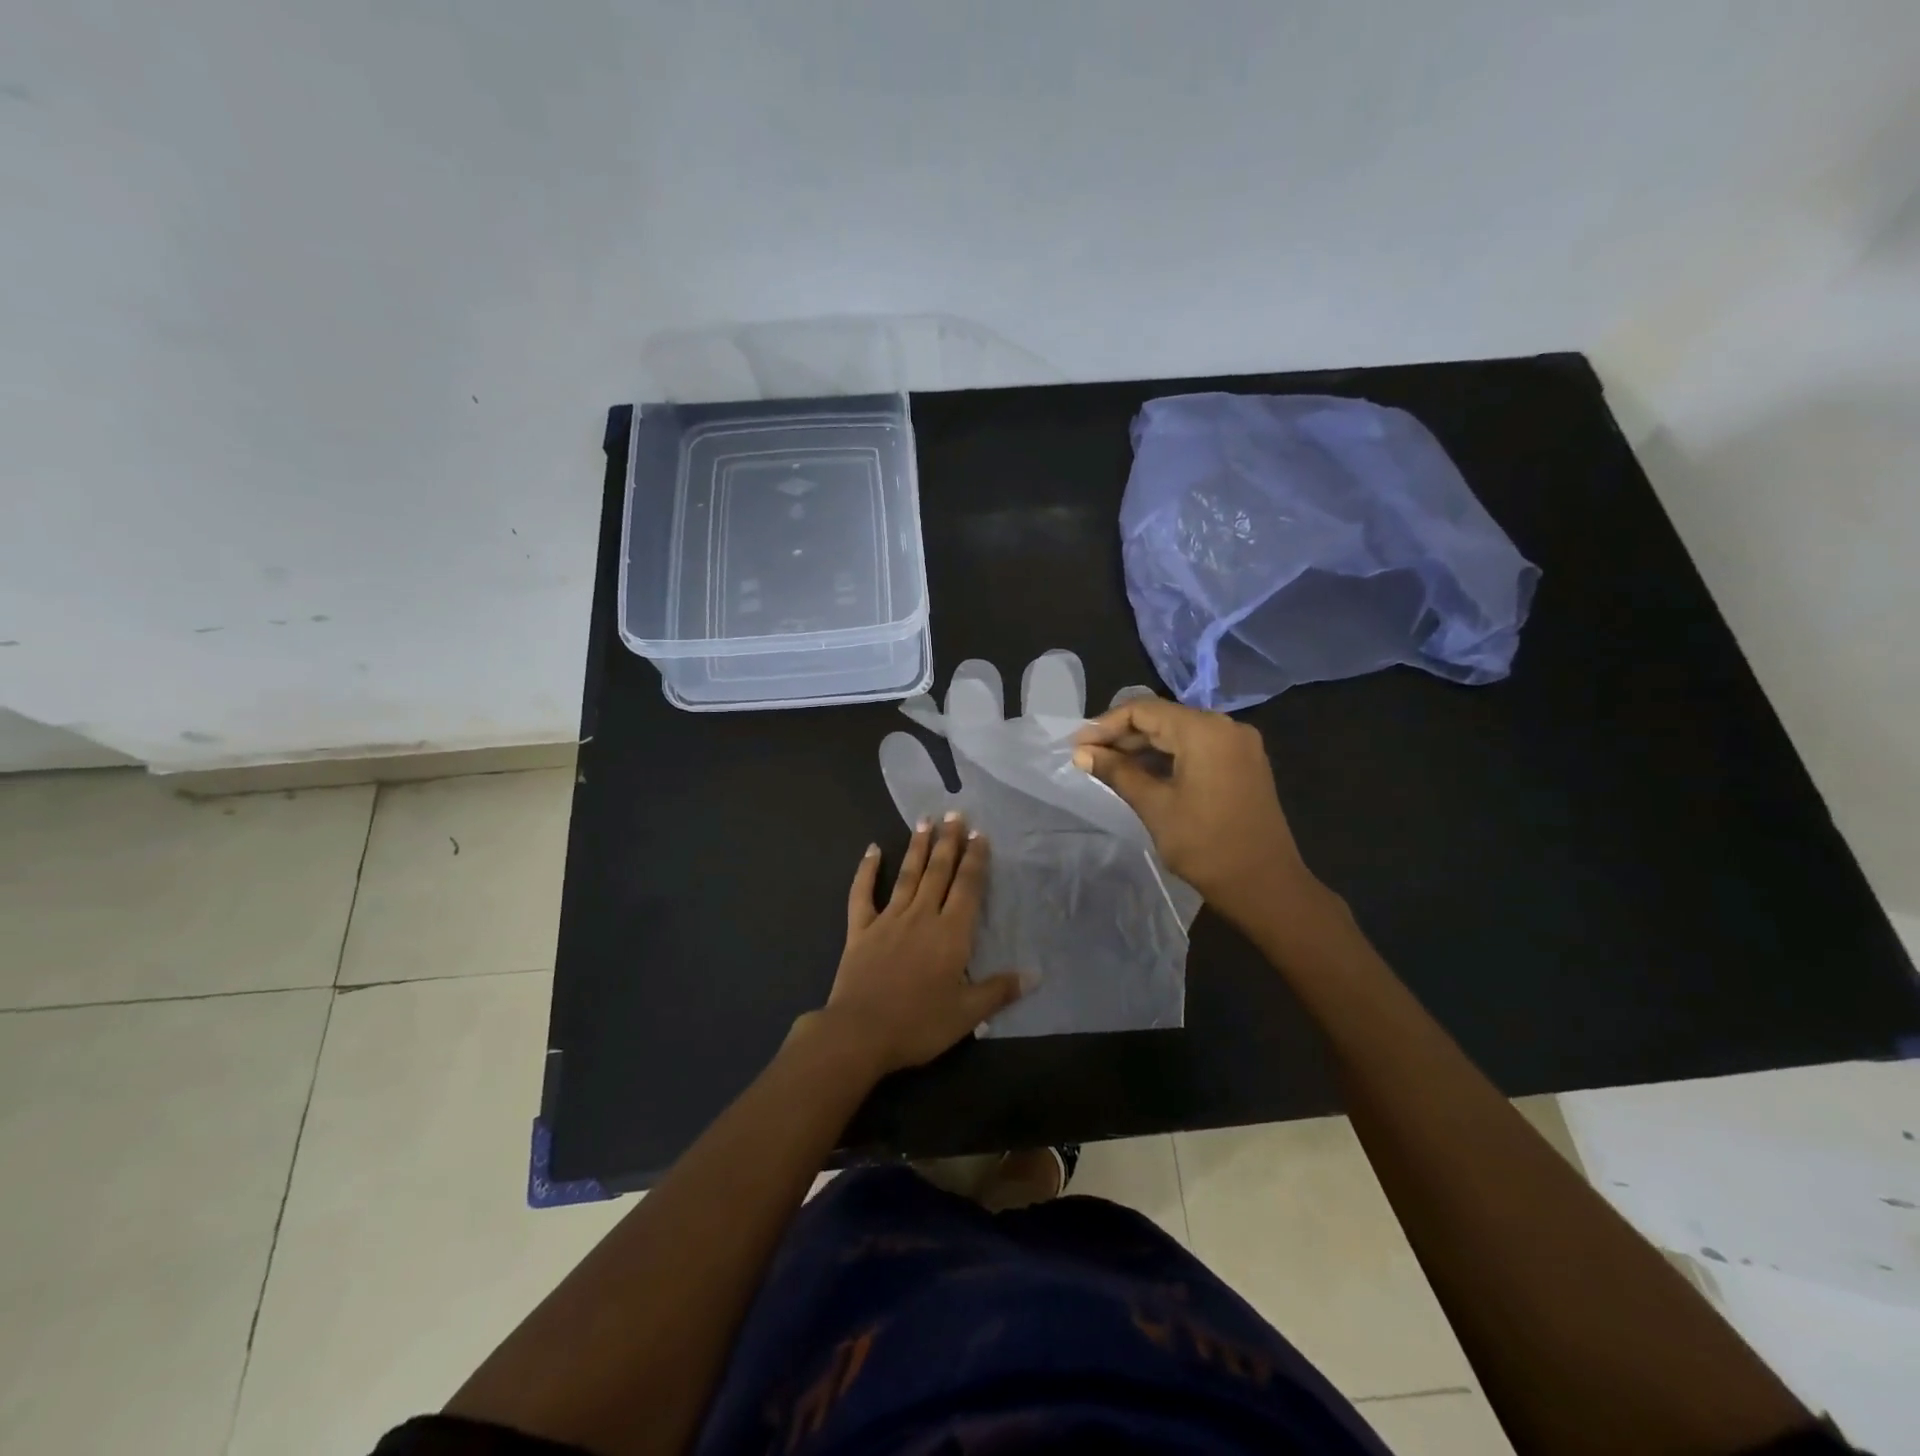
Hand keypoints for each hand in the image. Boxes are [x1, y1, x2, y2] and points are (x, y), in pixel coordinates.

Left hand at [814, 814, 1023, 1075]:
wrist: (860, 1033)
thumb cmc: (919, 1024)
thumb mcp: (967, 1014)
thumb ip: (999, 990)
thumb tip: (1035, 974)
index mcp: (951, 934)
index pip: (967, 887)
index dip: (975, 859)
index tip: (980, 834)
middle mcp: (922, 916)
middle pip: (938, 872)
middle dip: (949, 841)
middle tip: (954, 813)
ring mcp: (888, 919)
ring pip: (907, 875)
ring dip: (917, 847)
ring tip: (925, 821)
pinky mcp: (861, 929)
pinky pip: (863, 894)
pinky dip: (867, 870)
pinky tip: (872, 849)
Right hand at [1072, 697, 1322, 930]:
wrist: (1265, 885)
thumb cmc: (1206, 845)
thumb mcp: (1155, 806)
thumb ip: (1117, 772)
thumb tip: (1082, 753)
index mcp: (1204, 730)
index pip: (1143, 710)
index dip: (1104, 725)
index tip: (1076, 745)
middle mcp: (1225, 726)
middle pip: (1162, 717)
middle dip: (1122, 735)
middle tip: (1086, 756)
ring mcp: (1238, 744)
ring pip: (1179, 732)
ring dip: (1143, 746)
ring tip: (1107, 766)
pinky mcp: (1243, 763)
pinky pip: (1197, 747)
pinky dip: (1167, 756)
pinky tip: (1141, 773)